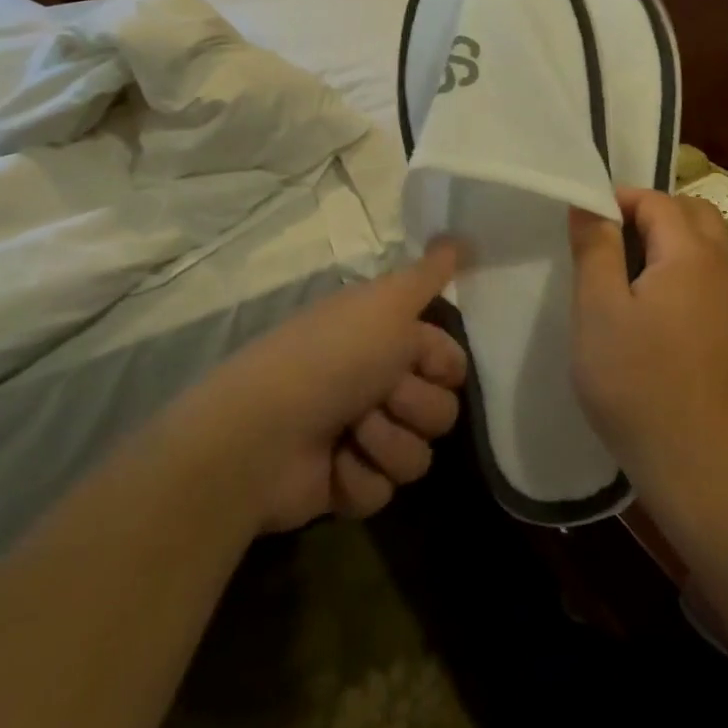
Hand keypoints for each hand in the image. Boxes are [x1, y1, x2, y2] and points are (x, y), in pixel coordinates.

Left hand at [177, 241, 466, 532]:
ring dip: (386, 443)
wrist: (265, 432)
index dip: (441, 366)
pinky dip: (359, 476)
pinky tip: (333, 464)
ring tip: (349, 433)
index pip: (451, 363)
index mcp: (388, 342)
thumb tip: (462, 236)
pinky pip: (386, 490)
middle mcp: (379, 386)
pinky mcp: (348, 485)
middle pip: (442, 411)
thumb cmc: (332, 357)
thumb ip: (429, 273)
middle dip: (412, 406)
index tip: (415, 360)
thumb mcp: (386, 302)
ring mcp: (363, 438)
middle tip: (376, 395)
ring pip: (418, 455)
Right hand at [568, 190, 727, 520]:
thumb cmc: (640, 383)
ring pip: (705, 245)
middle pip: (691, 213)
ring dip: (668, 240)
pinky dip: (681, 270)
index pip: (656, 200)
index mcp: (691, 253)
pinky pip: (708, 277)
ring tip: (624, 271)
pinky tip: (651, 308)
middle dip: (650, 212)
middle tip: (607, 239)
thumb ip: (595, 248)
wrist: (705, 468)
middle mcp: (722, 267)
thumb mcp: (599, 310)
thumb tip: (589, 202)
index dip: (617, 199)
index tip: (582, 222)